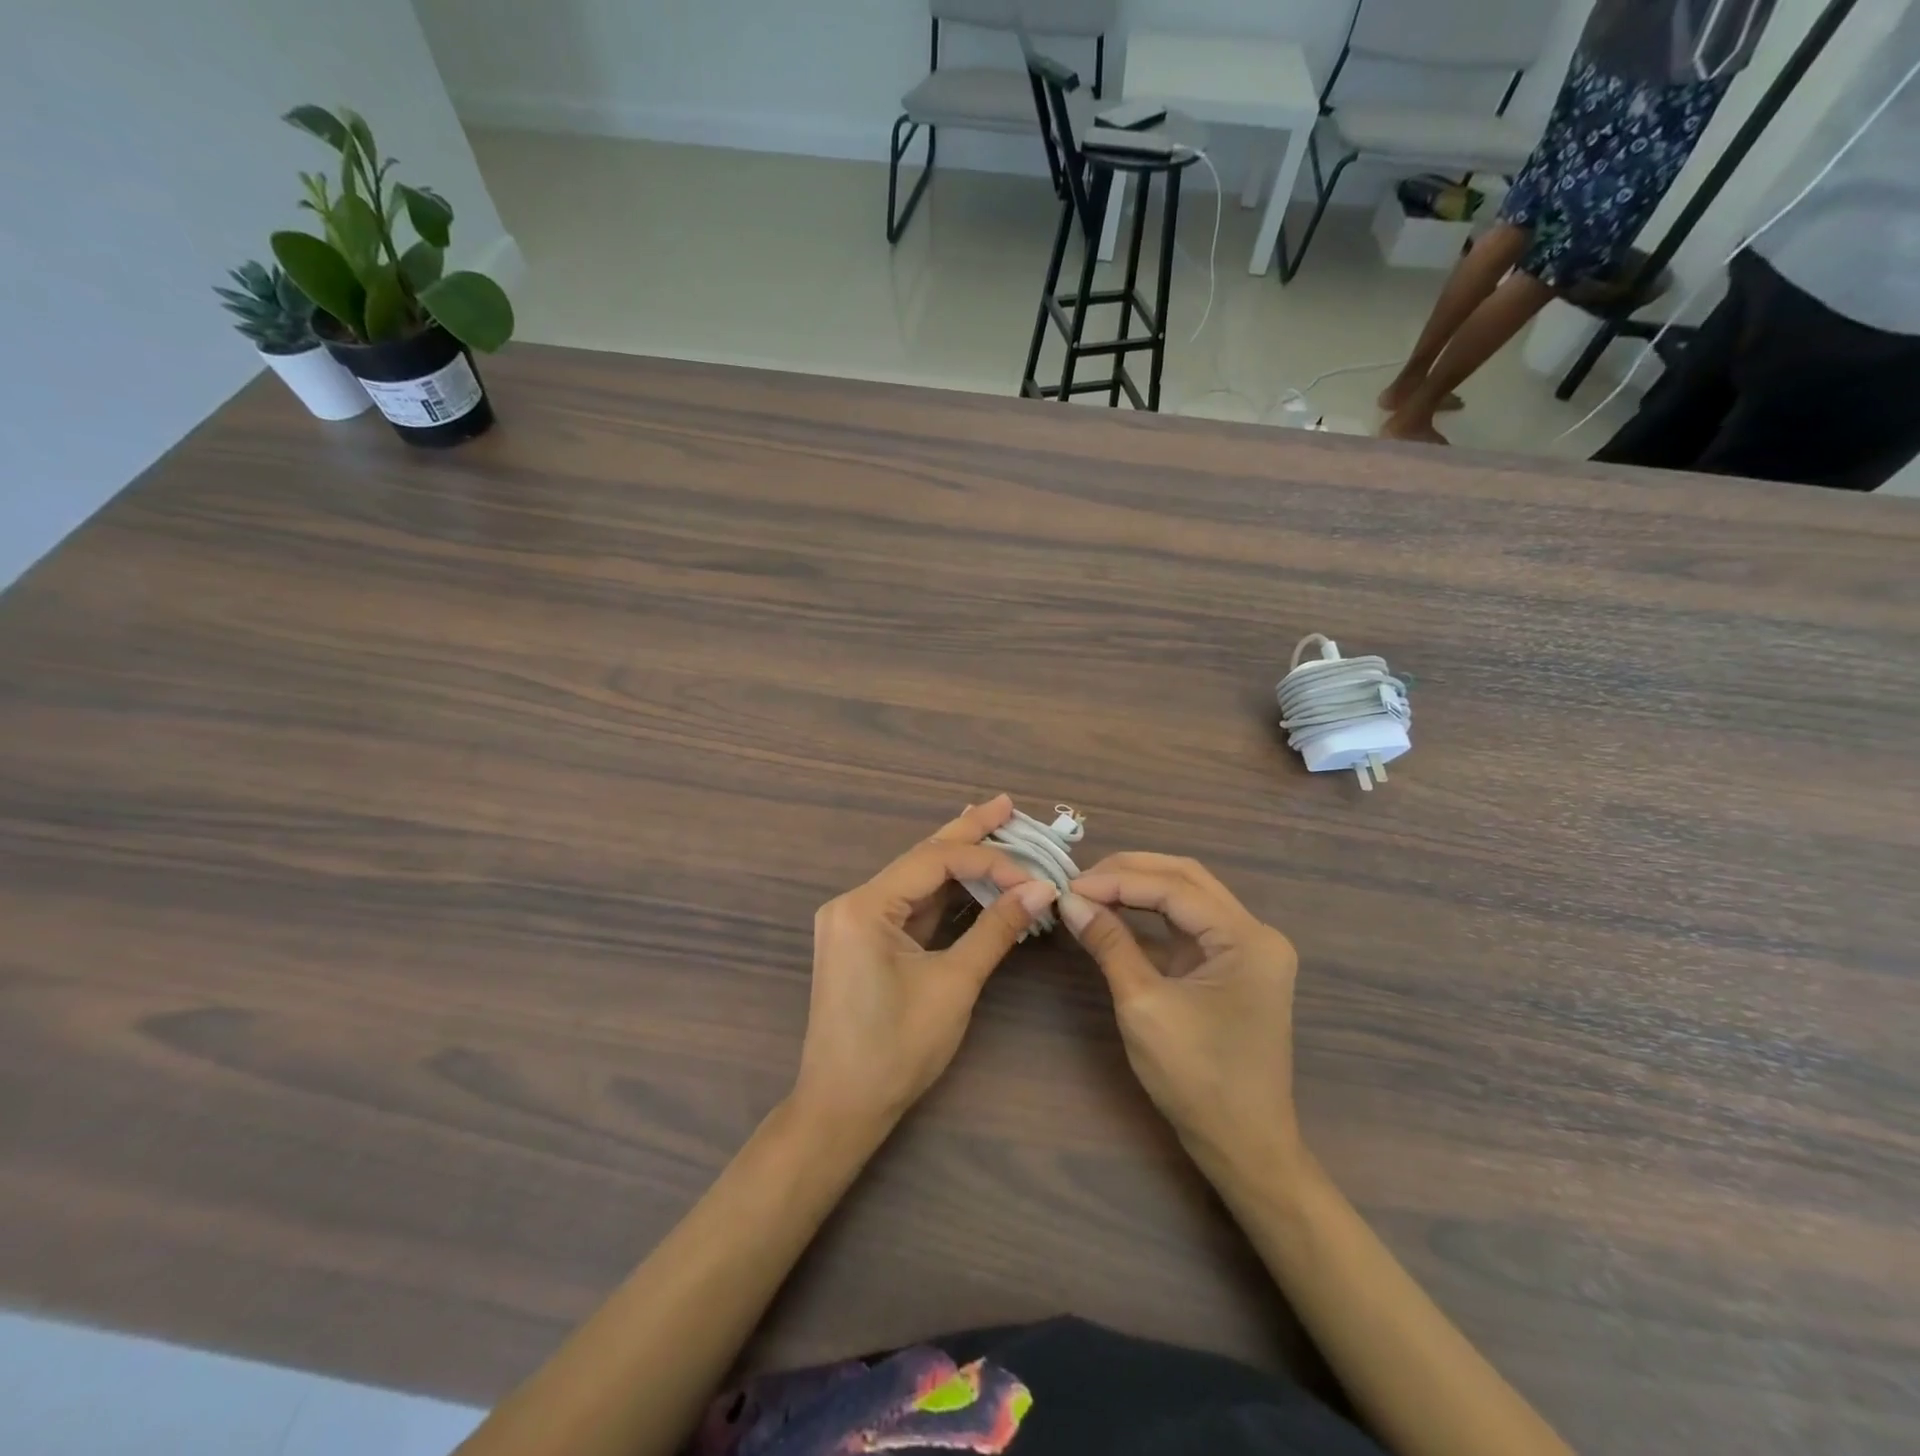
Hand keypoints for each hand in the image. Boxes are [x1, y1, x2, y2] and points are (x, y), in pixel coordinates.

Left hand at [794, 795, 1057, 1137]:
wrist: (842, 1108)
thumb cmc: (896, 1050)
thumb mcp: (953, 985)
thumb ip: (995, 930)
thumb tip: (1041, 890)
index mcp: (864, 907)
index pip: (935, 862)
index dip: (989, 862)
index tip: (1034, 877)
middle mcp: (853, 903)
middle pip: (921, 859)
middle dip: (967, 833)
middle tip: (1005, 805)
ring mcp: (855, 921)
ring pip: (916, 881)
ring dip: (957, 861)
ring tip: (994, 827)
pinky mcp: (864, 940)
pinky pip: (910, 906)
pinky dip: (944, 894)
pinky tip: (968, 874)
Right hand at [1059, 853, 1301, 1174]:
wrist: (1243, 1146)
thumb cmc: (1197, 1078)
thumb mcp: (1143, 1005)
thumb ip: (1109, 944)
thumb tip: (1069, 901)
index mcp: (1247, 939)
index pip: (1174, 888)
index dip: (1118, 881)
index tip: (1069, 886)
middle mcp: (1256, 933)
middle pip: (1186, 880)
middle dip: (1129, 873)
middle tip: (1079, 881)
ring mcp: (1247, 949)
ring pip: (1187, 898)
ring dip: (1139, 889)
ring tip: (1091, 891)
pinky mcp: (1232, 966)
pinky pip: (1188, 926)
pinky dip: (1151, 918)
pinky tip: (1115, 915)